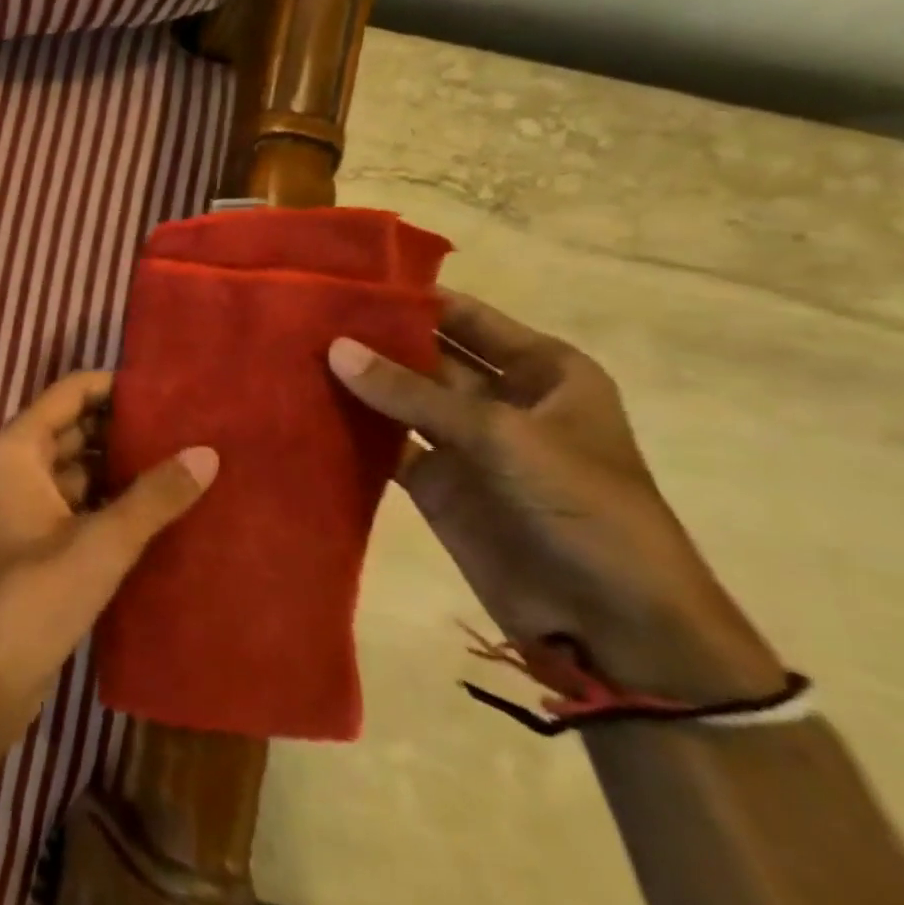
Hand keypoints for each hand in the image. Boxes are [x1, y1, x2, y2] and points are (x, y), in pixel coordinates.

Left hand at [0, 372, 217, 801]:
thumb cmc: (32, 597)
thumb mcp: (100, 543)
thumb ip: (154, 497)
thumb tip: (207, 452)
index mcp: (19, 448)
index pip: (71, 392)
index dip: (117, 386)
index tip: (172, 389)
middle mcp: (20, 465)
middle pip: (78, 426)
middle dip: (128, 426)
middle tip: (193, 425)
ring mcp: (30, 504)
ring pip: (83, 467)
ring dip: (126, 465)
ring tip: (190, 460)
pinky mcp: (43, 541)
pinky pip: (84, 502)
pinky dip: (117, 500)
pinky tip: (165, 507)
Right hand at [328, 291, 783, 704]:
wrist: (613, 624)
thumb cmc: (582, 508)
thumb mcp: (502, 436)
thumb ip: (413, 392)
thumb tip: (334, 347)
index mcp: (541, 370)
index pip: (465, 318)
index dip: (412, 298)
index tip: (345, 280)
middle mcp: (499, 398)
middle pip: (425, 355)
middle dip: (372, 339)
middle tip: (302, 317)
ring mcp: (464, 442)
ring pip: (400, 399)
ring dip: (357, 383)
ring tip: (290, 354)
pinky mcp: (437, 484)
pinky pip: (387, 445)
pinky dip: (353, 431)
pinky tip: (305, 409)